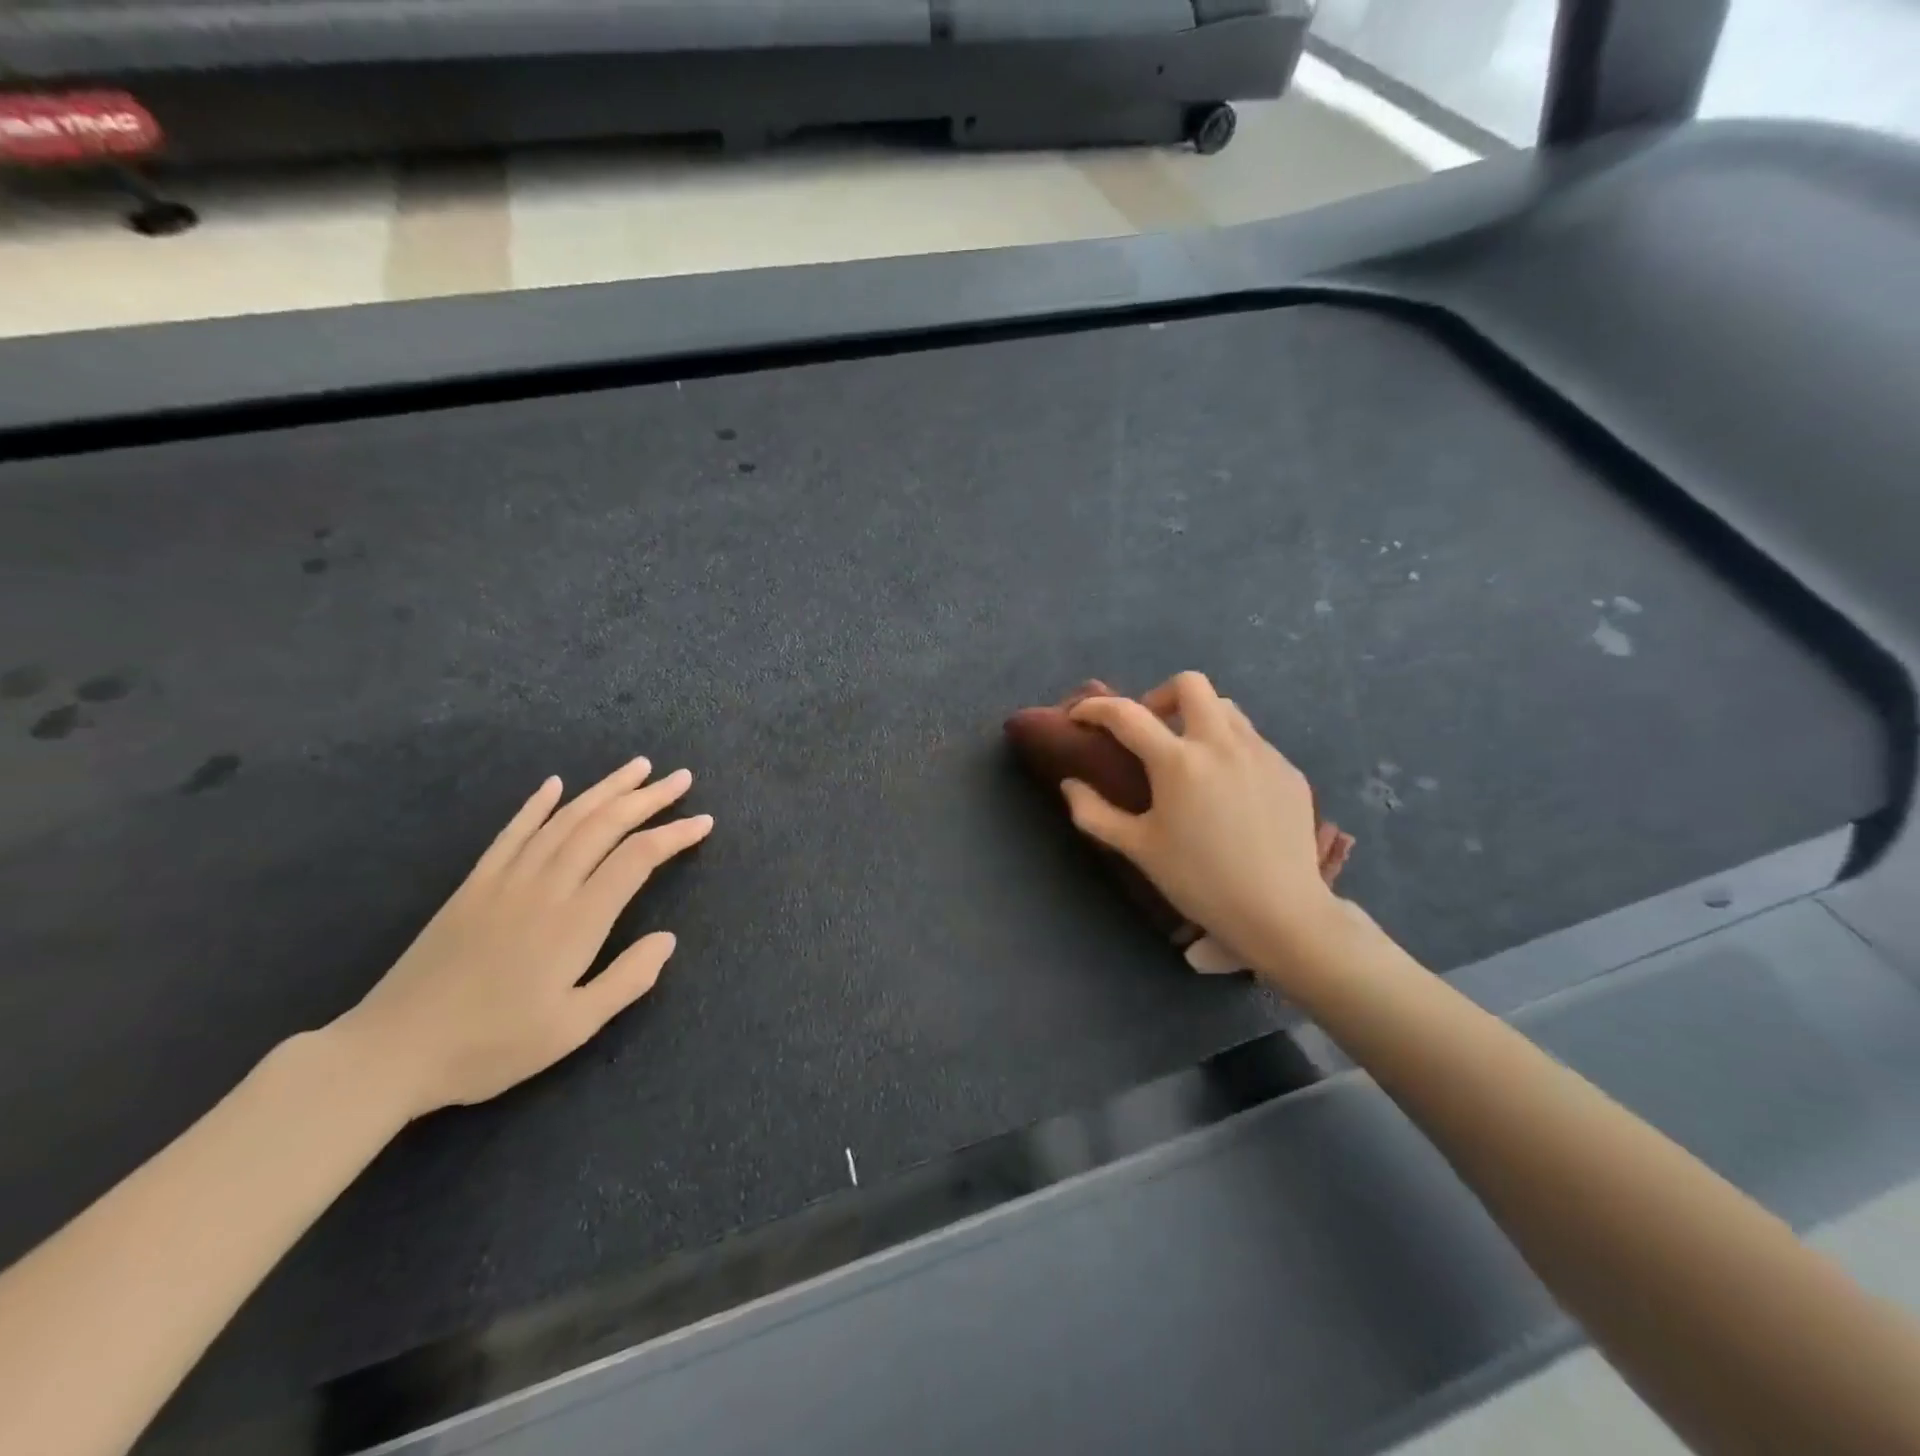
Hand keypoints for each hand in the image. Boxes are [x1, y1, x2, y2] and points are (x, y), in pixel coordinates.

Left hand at [330, 757, 712, 1120]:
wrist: (391, 1051)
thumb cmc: (491, 1046)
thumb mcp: (572, 1028)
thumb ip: (627, 980)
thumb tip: (668, 939)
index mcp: (576, 920)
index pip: (636, 859)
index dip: (673, 835)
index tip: (703, 822)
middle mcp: (545, 887)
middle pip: (604, 826)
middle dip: (647, 798)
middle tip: (680, 778)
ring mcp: (505, 880)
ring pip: (564, 820)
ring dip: (604, 790)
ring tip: (637, 768)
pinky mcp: (474, 885)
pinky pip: (512, 833)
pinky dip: (536, 805)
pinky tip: (555, 785)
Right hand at [1061, 673, 1342, 981]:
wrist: (1280, 912)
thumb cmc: (1200, 881)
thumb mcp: (1138, 849)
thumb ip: (1095, 813)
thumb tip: (1070, 784)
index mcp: (1178, 762)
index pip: (1126, 714)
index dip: (1095, 708)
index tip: (1080, 716)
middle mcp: (1221, 743)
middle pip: (1190, 684)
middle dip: (1160, 696)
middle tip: (1151, 731)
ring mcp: (1261, 752)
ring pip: (1226, 708)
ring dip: (1198, 718)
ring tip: (1190, 756)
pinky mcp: (1288, 769)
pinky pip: (1253, 740)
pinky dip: (1229, 748)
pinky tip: (1228, 788)